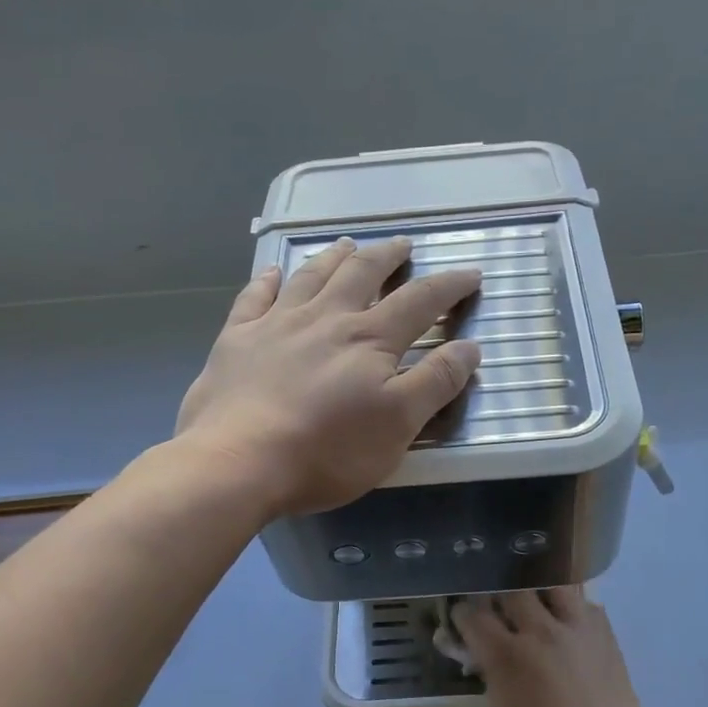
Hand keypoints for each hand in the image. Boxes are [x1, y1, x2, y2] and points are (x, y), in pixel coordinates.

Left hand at [176, 237, 482, 517]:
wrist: (238, 463)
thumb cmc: (328, 451)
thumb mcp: (398, 424)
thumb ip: (435, 383)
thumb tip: (470, 347)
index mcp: (369, 340)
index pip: (419, 302)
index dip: (449, 286)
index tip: (470, 273)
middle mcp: (326, 319)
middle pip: (362, 274)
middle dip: (388, 256)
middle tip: (402, 244)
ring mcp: (276, 325)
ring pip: (311, 276)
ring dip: (334, 257)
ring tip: (348, 244)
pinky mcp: (236, 340)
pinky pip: (254, 298)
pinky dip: (267, 281)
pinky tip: (272, 273)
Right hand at [455, 589, 651, 706]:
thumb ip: (490, 679)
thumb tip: (485, 658)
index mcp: (508, 655)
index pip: (473, 615)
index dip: (462, 615)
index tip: (462, 620)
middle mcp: (541, 632)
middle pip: (511, 589)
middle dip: (497, 596)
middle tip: (497, 611)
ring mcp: (577, 629)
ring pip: (552, 583)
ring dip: (537, 591)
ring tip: (535, 608)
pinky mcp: (604, 634)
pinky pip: (584, 603)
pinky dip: (570, 608)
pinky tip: (566, 626)